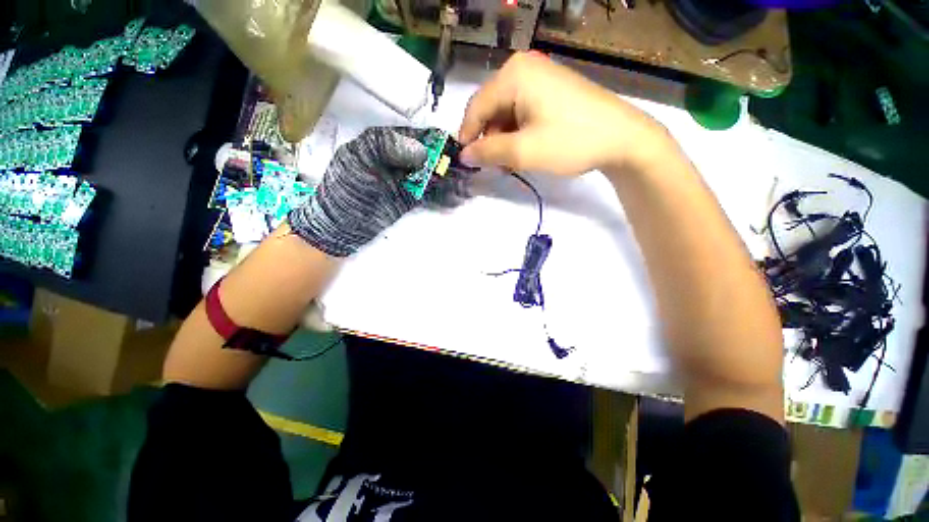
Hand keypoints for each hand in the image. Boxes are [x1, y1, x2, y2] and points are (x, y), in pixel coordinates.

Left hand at [288, 126, 469, 256]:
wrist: (341, 225)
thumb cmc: (347, 190)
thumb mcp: (359, 160)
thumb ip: (387, 147)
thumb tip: (422, 148)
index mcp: (382, 143)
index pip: (414, 136)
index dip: (435, 141)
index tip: (455, 147)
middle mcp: (397, 159)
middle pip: (426, 156)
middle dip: (446, 161)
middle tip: (466, 168)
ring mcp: (404, 180)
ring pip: (430, 175)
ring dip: (448, 179)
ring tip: (466, 184)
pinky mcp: (409, 198)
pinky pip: (429, 193)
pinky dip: (442, 194)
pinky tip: (455, 196)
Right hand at [458, 52, 674, 175]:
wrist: (622, 138)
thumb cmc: (570, 141)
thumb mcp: (523, 151)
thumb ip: (488, 152)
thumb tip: (464, 156)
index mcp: (513, 75)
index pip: (476, 107)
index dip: (467, 136)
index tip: (464, 161)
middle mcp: (523, 68)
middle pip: (490, 108)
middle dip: (488, 139)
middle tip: (493, 165)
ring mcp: (539, 77)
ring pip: (505, 112)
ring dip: (502, 139)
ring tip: (510, 162)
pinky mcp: (550, 90)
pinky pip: (521, 111)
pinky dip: (517, 133)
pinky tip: (523, 149)